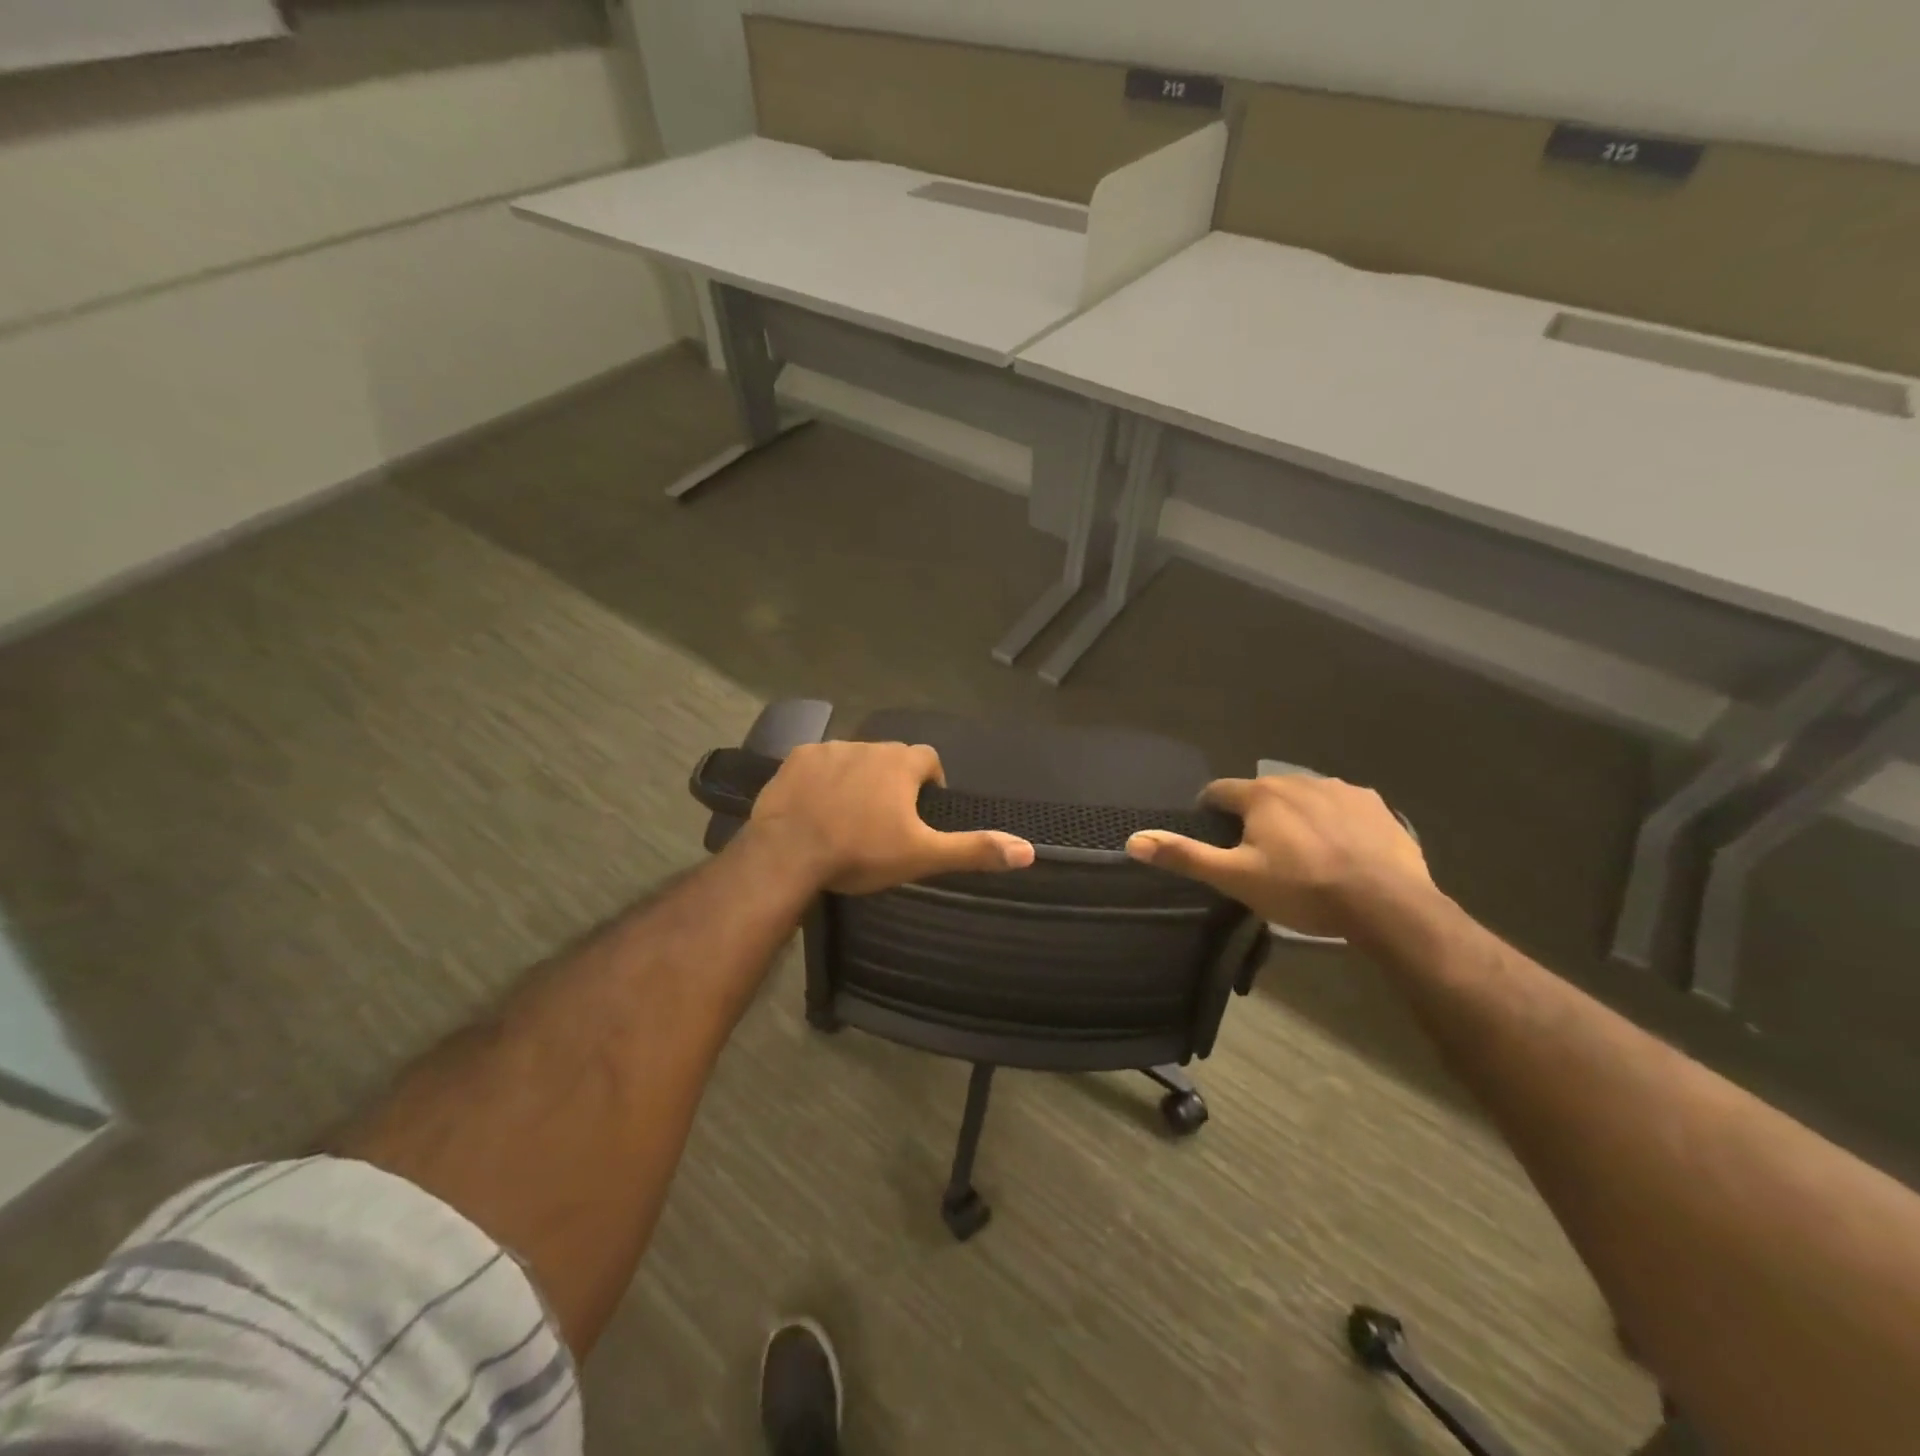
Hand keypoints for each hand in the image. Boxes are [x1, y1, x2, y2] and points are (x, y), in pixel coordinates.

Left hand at [746, 740, 1035, 894]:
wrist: (789, 854)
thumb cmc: (862, 852)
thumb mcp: (923, 856)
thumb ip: (974, 849)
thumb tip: (1028, 849)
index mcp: (900, 763)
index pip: (928, 760)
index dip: (929, 783)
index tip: (921, 812)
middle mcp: (867, 745)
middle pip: (890, 758)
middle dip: (892, 782)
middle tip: (884, 821)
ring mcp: (828, 749)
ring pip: (853, 759)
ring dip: (857, 779)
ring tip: (848, 816)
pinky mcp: (794, 759)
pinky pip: (818, 764)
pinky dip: (822, 780)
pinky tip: (815, 807)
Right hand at [1125, 775, 1430, 936]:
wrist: (1388, 904)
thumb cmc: (1303, 889)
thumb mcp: (1236, 878)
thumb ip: (1185, 856)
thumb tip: (1133, 840)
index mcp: (1261, 795)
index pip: (1219, 792)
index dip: (1210, 812)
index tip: (1214, 836)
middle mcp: (1298, 780)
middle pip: (1262, 794)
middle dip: (1254, 817)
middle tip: (1259, 854)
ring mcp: (1340, 790)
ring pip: (1303, 798)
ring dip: (1294, 816)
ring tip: (1302, 854)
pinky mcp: (1375, 805)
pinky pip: (1341, 806)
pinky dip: (1333, 821)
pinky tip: (1341, 850)